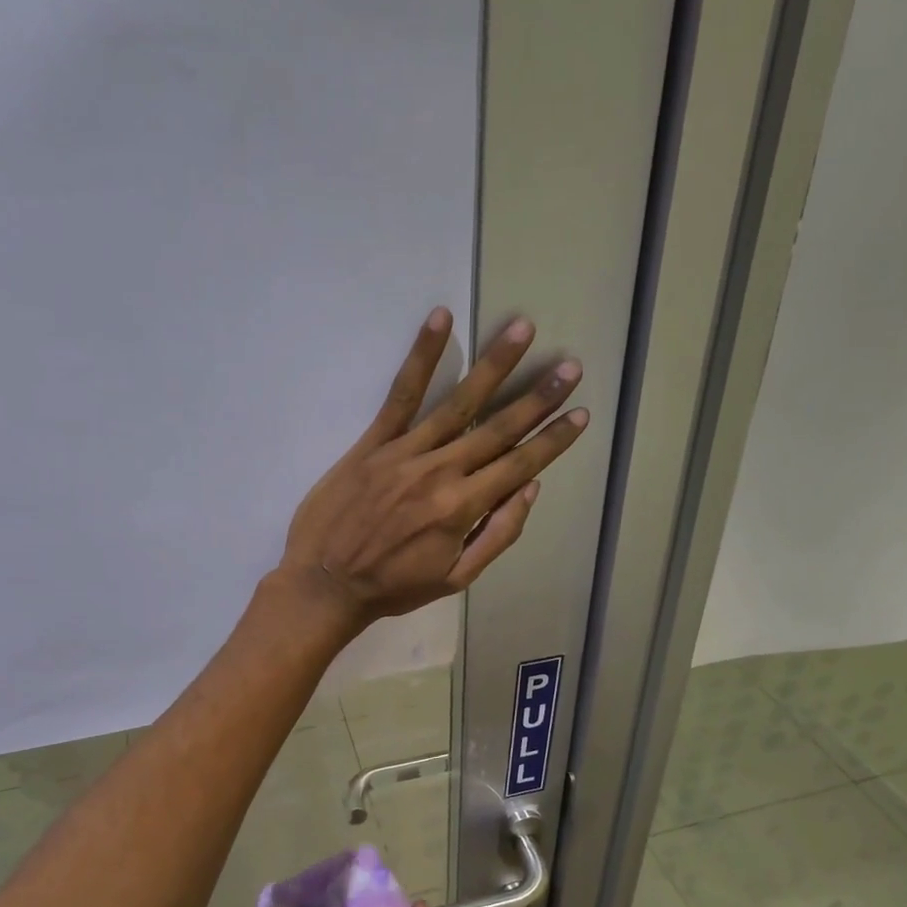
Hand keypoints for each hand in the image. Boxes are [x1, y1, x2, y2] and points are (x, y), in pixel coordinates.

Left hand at [278, 308, 586, 628]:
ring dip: (494, 365)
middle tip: (569, 366)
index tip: (580, 413)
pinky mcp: (373, 442)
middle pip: (498, 427)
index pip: (519, 464)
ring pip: (458, 402)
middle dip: (538, 397)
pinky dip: (422, 356)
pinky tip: (441, 319)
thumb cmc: (393, 587)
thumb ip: (498, 534)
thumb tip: (531, 489)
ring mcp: (405, 453)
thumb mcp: (455, 579)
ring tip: (522, 329)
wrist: (325, 584)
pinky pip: (401, 394)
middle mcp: (440, 472)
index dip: (553, 439)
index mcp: (463, 508)